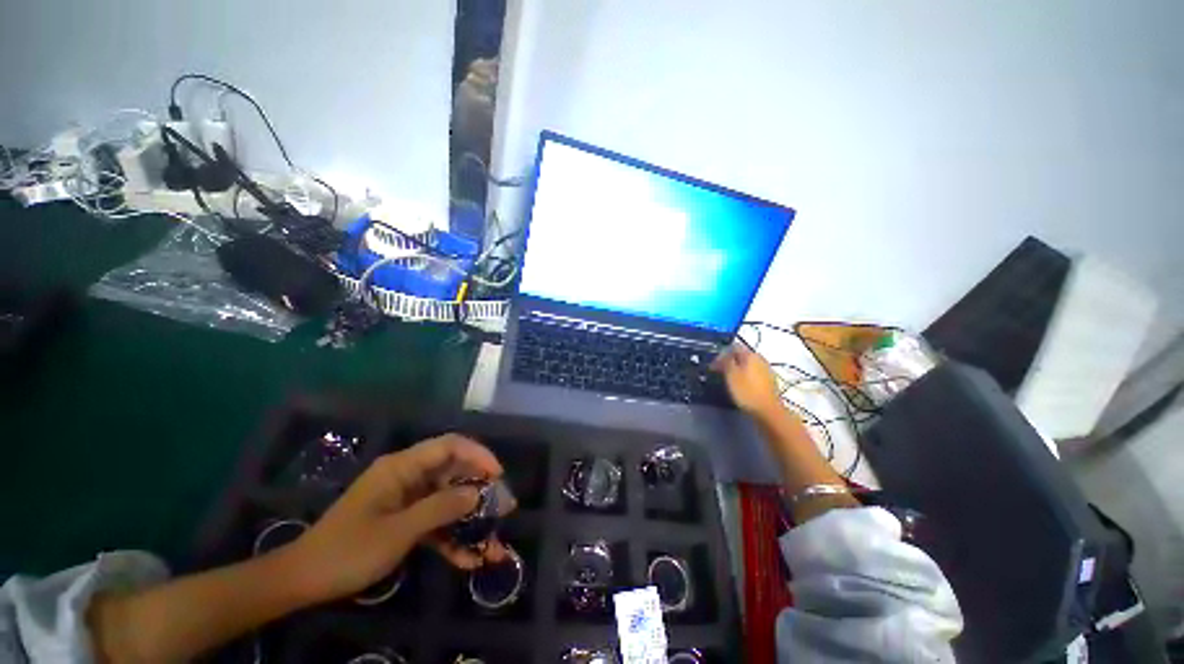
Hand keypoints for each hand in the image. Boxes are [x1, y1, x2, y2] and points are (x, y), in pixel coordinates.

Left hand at [282, 434, 512, 603]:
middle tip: (503, 510)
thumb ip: (440, 508)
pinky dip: (451, 538)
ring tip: (492, 542)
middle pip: (453, 473)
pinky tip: (467, 559)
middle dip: (479, 492)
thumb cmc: (348, 551)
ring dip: (469, 521)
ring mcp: (407, 499)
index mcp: (402, 467)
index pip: (449, 446)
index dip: (478, 455)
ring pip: (447, 500)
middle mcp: (408, 477)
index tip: (498, 475)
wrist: (303, 582)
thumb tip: (478, 494)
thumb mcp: (398, 531)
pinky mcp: (404, 520)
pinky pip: (434, 521)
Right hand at [711, 344, 783, 417]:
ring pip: (748, 364)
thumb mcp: (730, 374)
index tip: (714, 364)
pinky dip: (745, 376)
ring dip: (738, 369)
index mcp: (750, 354)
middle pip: (742, 355)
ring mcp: (766, 370)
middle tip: (719, 371)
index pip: (734, 346)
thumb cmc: (746, 391)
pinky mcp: (769, 381)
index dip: (721, 354)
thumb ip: (726, 361)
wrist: (768, 411)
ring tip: (729, 379)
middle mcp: (760, 358)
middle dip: (730, 361)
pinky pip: (754, 373)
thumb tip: (722, 355)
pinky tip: (741, 385)